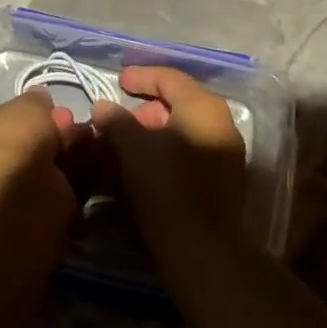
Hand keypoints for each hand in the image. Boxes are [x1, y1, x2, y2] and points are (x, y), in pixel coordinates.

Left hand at [0, 89, 85, 197]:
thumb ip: (36, 101)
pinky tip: (94, 161)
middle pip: (27, 142)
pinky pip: (61, 187)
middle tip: (74, 125)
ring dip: (69, 152)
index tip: (53, 108)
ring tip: (90, 140)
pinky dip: (78, 175)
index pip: (0, 118)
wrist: (18, 197)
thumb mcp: (27, 105)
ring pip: (46, 165)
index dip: (29, 113)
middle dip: (54, 132)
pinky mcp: (34, 211)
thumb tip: (40, 100)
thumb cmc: (11, 141)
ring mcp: (8, 189)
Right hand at [90, 66, 247, 262]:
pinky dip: (160, 156)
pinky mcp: (218, 185)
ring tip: (119, 149)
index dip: (140, 76)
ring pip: (179, 134)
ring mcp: (223, 156)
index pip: (170, 78)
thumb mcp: (131, 147)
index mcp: (204, 107)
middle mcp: (220, 125)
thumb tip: (103, 107)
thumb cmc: (165, 186)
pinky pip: (185, 157)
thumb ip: (115, 120)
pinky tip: (136, 171)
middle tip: (115, 121)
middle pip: (176, 106)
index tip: (117, 81)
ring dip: (148, 137)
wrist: (201, 251)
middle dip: (141, 111)